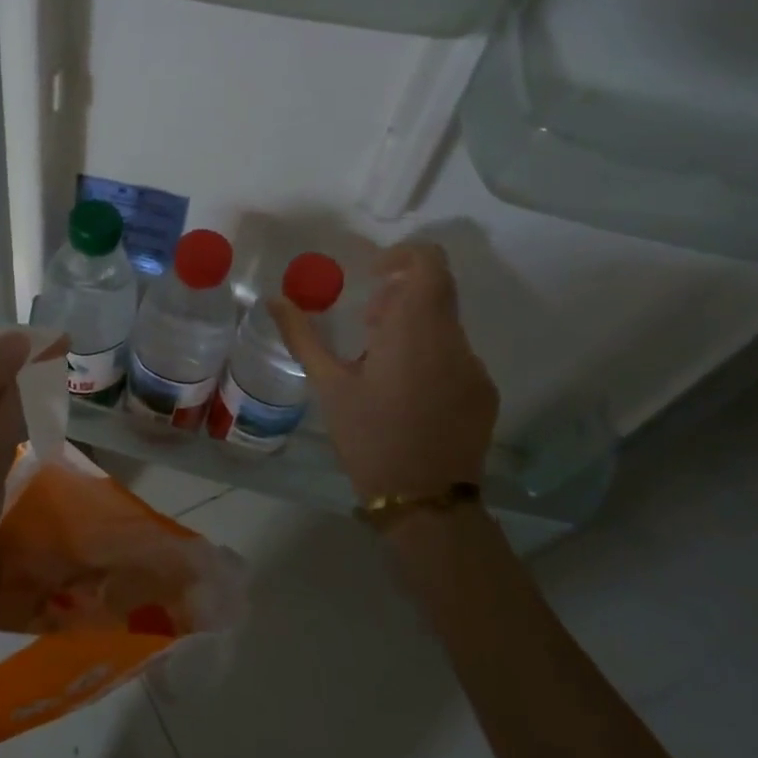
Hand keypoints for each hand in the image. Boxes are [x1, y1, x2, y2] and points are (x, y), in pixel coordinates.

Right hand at [271, 242, 498, 505]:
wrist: (424, 501)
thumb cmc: (369, 437)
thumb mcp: (329, 386)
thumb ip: (303, 336)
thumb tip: (274, 300)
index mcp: (417, 332)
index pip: (430, 265)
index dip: (403, 256)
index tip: (373, 276)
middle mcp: (454, 342)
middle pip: (436, 293)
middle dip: (399, 297)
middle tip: (365, 325)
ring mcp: (475, 369)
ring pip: (444, 326)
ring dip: (412, 328)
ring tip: (377, 364)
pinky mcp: (483, 393)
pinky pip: (455, 356)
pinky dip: (428, 355)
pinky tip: (403, 393)